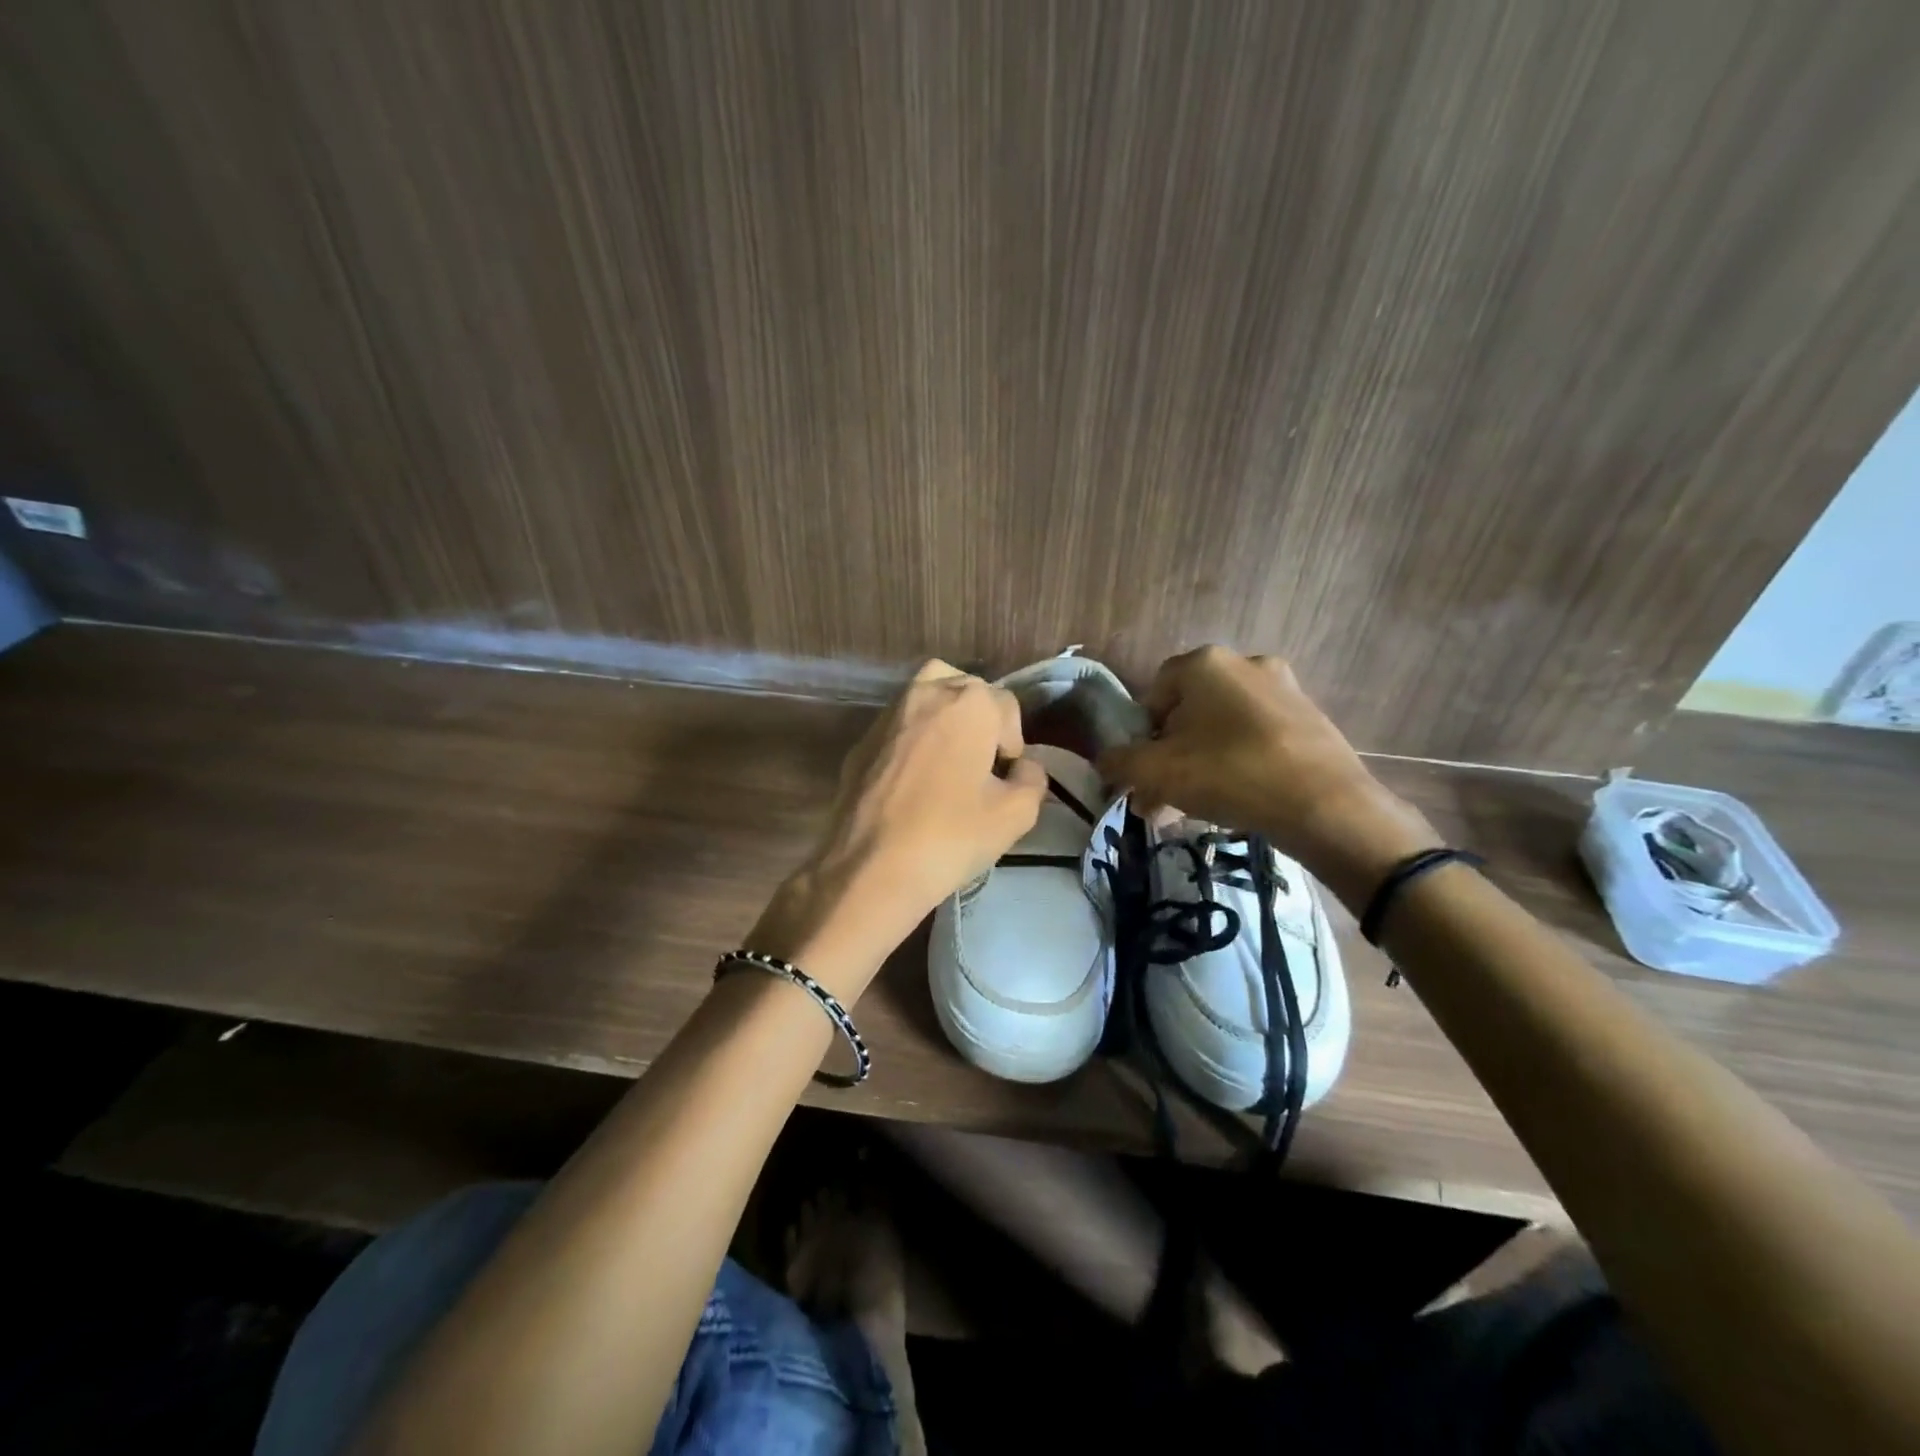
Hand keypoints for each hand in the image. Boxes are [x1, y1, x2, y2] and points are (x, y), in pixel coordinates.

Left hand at [749, 661, 1046, 999]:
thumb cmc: (951, 836)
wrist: (869, 868)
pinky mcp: (860, 742)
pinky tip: (913, 783)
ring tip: (948, 767)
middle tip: (980, 766)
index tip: (1004, 780)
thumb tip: (1023, 768)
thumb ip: (1033, 779)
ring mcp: (887, 715)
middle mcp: (926, 693)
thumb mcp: (1016, 814)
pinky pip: (898, 728)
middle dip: (979, 720)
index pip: (1007, 705)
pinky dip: (912, 742)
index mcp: (969, 702)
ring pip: (927, 700)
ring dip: (944, 723)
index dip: (1013, 743)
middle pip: (965, 691)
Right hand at [1096, 646, 1441, 908]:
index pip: (1154, 692)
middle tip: (1162, 797)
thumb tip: (1104, 762)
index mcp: (1204, 663)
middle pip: (1188, 712)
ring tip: (1194, 807)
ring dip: (1200, 762)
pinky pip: (1256, 737)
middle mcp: (1245, 663)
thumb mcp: (1156, 772)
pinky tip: (1236, 799)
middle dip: (1169, 755)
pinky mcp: (1310, 718)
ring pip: (1222, 727)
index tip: (1143, 771)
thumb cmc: (1229, 774)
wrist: (1326, 806)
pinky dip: (1238, 762)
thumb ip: (1120, 763)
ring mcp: (1284, 689)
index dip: (1141, 734)